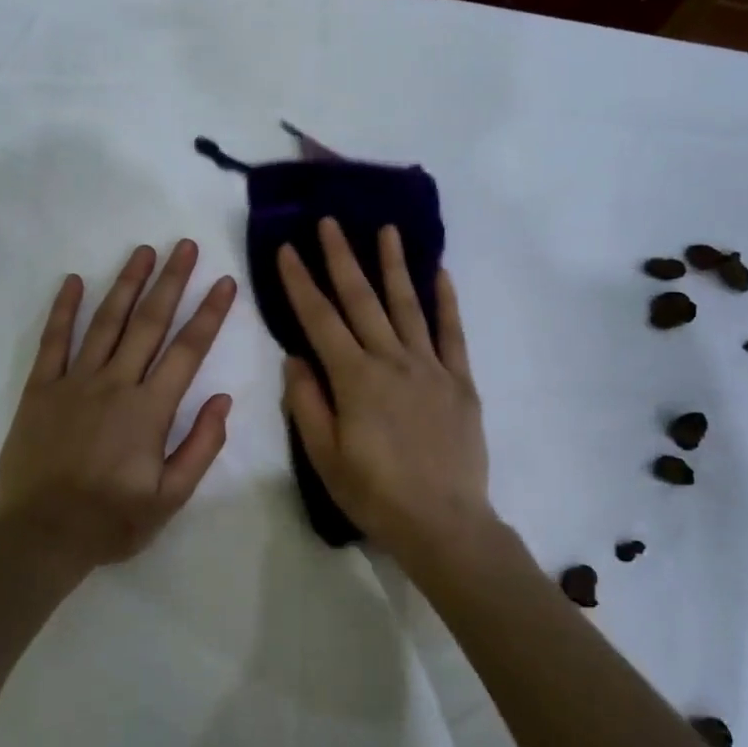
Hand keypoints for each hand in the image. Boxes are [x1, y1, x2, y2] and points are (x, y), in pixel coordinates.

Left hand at [0, 240, 236, 569]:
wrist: (42, 536)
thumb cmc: (112, 520)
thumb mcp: (171, 497)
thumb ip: (201, 446)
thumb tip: (224, 400)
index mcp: (150, 410)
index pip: (188, 351)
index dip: (210, 314)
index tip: (225, 282)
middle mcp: (115, 384)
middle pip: (149, 323)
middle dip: (171, 281)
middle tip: (186, 246)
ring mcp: (74, 382)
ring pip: (106, 322)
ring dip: (126, 283)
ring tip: (143, 251)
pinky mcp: (40, 390)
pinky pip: (53, 342)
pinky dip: (63, 310)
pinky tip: (72, 281)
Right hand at [278, 218, 493, 562]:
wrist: (444, 523)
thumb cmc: (375, 494)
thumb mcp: (324, 457)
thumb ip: (306, 403)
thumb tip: (294, 357)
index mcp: (354, 379)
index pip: (319, 320)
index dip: (300, 283)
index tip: (287, 249)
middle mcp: (391, 361)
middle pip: (362, 300)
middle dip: (342, 259)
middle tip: (329, 223)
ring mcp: (430, 367)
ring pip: (408, 305)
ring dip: (394, 265)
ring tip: (386, 229)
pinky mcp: (460, 381)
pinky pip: (452, 333)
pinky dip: (446, 301)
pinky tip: (440, 273)